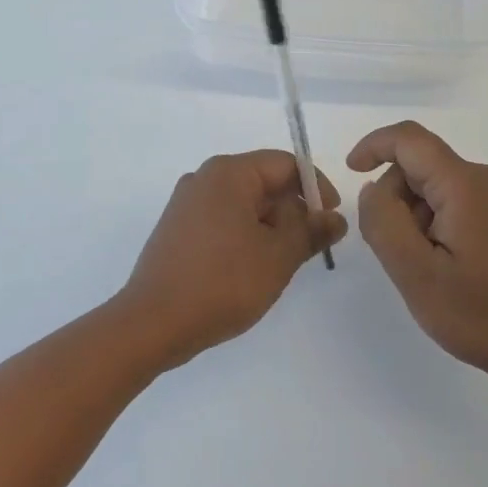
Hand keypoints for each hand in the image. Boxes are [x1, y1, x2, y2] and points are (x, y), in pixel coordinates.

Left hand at [117, 152, 345, 370]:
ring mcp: (187, 203)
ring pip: (244, 204)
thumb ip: (311, 231)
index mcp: (228, 173)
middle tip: (309, 249)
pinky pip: (223, 220)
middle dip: (292, 211)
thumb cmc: (222, 282)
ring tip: (281, 264)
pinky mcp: (178, 228)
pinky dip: (246, 236)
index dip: (316, 187)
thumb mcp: (278, 256)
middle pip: (264, 181)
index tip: (332, 220)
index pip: (285, 164)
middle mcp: (205, 178)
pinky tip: (252, 269)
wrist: (153, 322)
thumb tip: (334, 217)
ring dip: (270, 227)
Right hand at [348, 121, 487, 396]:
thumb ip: (383, 221)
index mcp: (465, 184)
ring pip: (436, 186)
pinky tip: (444, 266)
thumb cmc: (482, 315)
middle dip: (395, 198)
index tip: (351, 172)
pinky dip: (435, 223)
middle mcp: (486, 179)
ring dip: (415, 216)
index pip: (409, 139)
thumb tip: (374, 188)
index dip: (373, 146)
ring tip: (425, 267)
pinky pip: (455, 201)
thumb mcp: (416, 273)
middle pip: (421, 165)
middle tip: (396, 252)